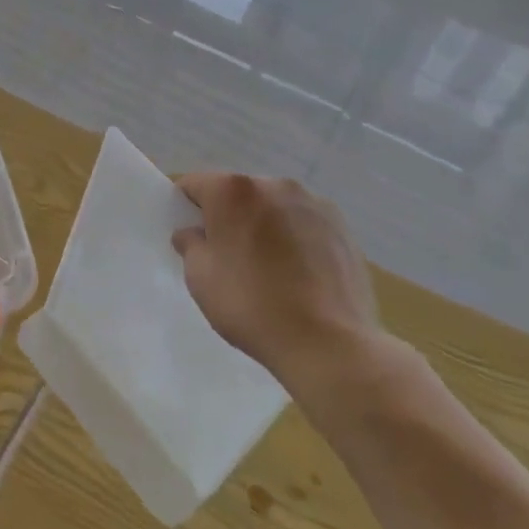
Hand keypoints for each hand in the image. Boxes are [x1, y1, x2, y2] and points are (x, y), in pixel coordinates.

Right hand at [173, 173, 388, 405]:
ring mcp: (313, 203)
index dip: (186, 207)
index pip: (195, 184)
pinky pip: (304, 224)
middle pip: (238, 193)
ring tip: (269, 268)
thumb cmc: (251, 304)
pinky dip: (295, 239)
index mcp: (233, 190)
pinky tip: (298, 275)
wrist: (328, 343)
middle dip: (229, 216)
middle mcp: (274, 184)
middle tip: (228, 256)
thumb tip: (193, 233)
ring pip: (274, 207)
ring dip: (264, 225)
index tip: (190, 235)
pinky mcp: (342, 227)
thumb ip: (190, 244)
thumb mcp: (199, 277)